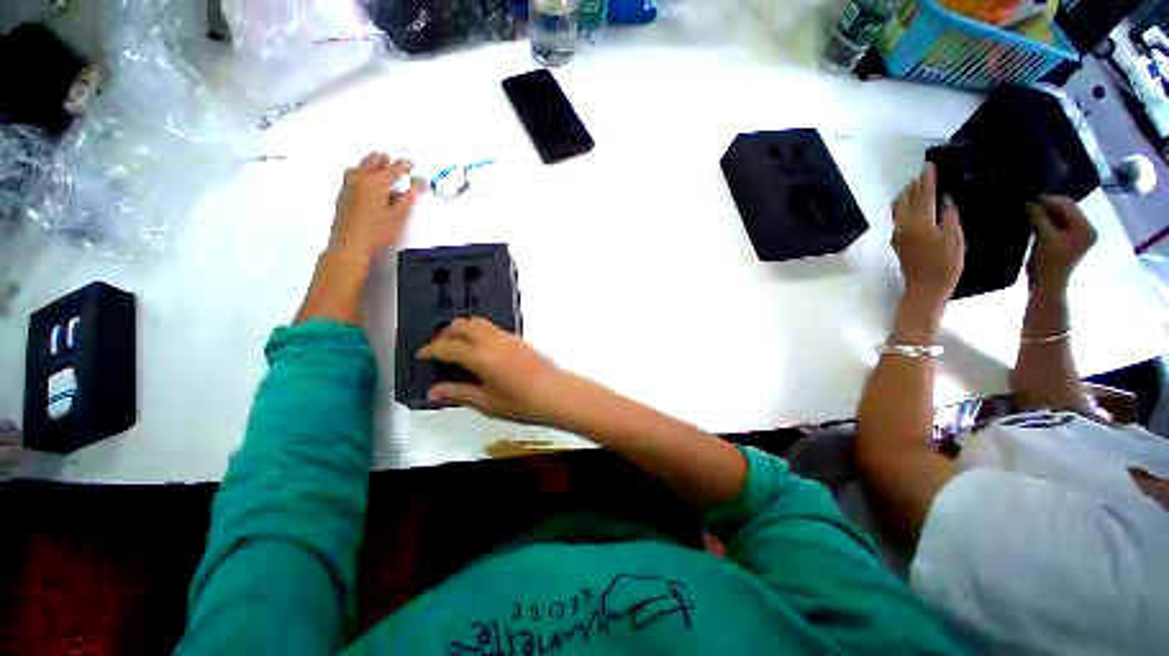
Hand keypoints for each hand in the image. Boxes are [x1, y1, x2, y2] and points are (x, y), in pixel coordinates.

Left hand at [328, 152, 421, 263]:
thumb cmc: (375, 232)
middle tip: (393, 160)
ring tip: (379, 166)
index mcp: (376, 182)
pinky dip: (362, 173)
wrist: (351, 245)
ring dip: (371, 164)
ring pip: (361, 167)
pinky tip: (367, 181)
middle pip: (373, 162)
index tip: (410, 164)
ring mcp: (349, 186)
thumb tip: (415, 189)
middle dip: (385, 159)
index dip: (404, 166)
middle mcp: (360, 179)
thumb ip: (408, 200)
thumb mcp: (399, 216)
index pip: (393, 169)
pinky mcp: (343, 195)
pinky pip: (353, 176)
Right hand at [418, 317, 565, 424]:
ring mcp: (505, 336)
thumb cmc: (521, 401)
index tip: (422, 355)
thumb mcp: (485, 402)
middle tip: (437, 348)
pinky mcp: (516, 337)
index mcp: (479, 356)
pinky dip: (477, 329)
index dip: (430, 350)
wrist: (555, 392)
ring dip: (461, 328)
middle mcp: (490, 340)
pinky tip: (478, 345)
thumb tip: (434, 391)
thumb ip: (458, 393)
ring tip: (455, 343)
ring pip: (476, 322)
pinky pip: (490, 326)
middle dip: (444, 334)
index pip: (446, 347)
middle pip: (460, 326)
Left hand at [891, 164, 965, 307]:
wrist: (925, 288)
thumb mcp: (955, 237)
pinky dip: (905, 207)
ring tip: (918, 187)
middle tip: (924, 174)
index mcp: (919, 221)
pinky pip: (899, 218)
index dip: (927, 179)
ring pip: (898, 209)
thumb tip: (943, 198)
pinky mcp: (897, 241)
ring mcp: (898, 234)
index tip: (930, 165)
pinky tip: (914, 206)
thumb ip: (948, 215)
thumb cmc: (946, 264)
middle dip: (914, 185)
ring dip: (907, 196)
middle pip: (905, 199)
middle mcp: (903, 225)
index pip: (923, 194)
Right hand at [1026, 196, 1097, 295]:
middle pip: (1066, 209)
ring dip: (1046, 214)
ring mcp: (1079, 236)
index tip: (1028, 199)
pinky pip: (1060, 225)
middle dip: (1047, 206)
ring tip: (1029, 213)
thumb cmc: (1048, 262)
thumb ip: (1038, 216)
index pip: (1067, 204)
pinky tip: (1036, 222)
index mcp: (1086, 227)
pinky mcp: (1070, 241)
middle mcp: (1087, 229)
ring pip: (1062, 217)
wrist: (1047, 285)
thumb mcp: (1044, 237)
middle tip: (1027, 205)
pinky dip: (1048, 221)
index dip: (1048, 200)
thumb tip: (1027, 201)